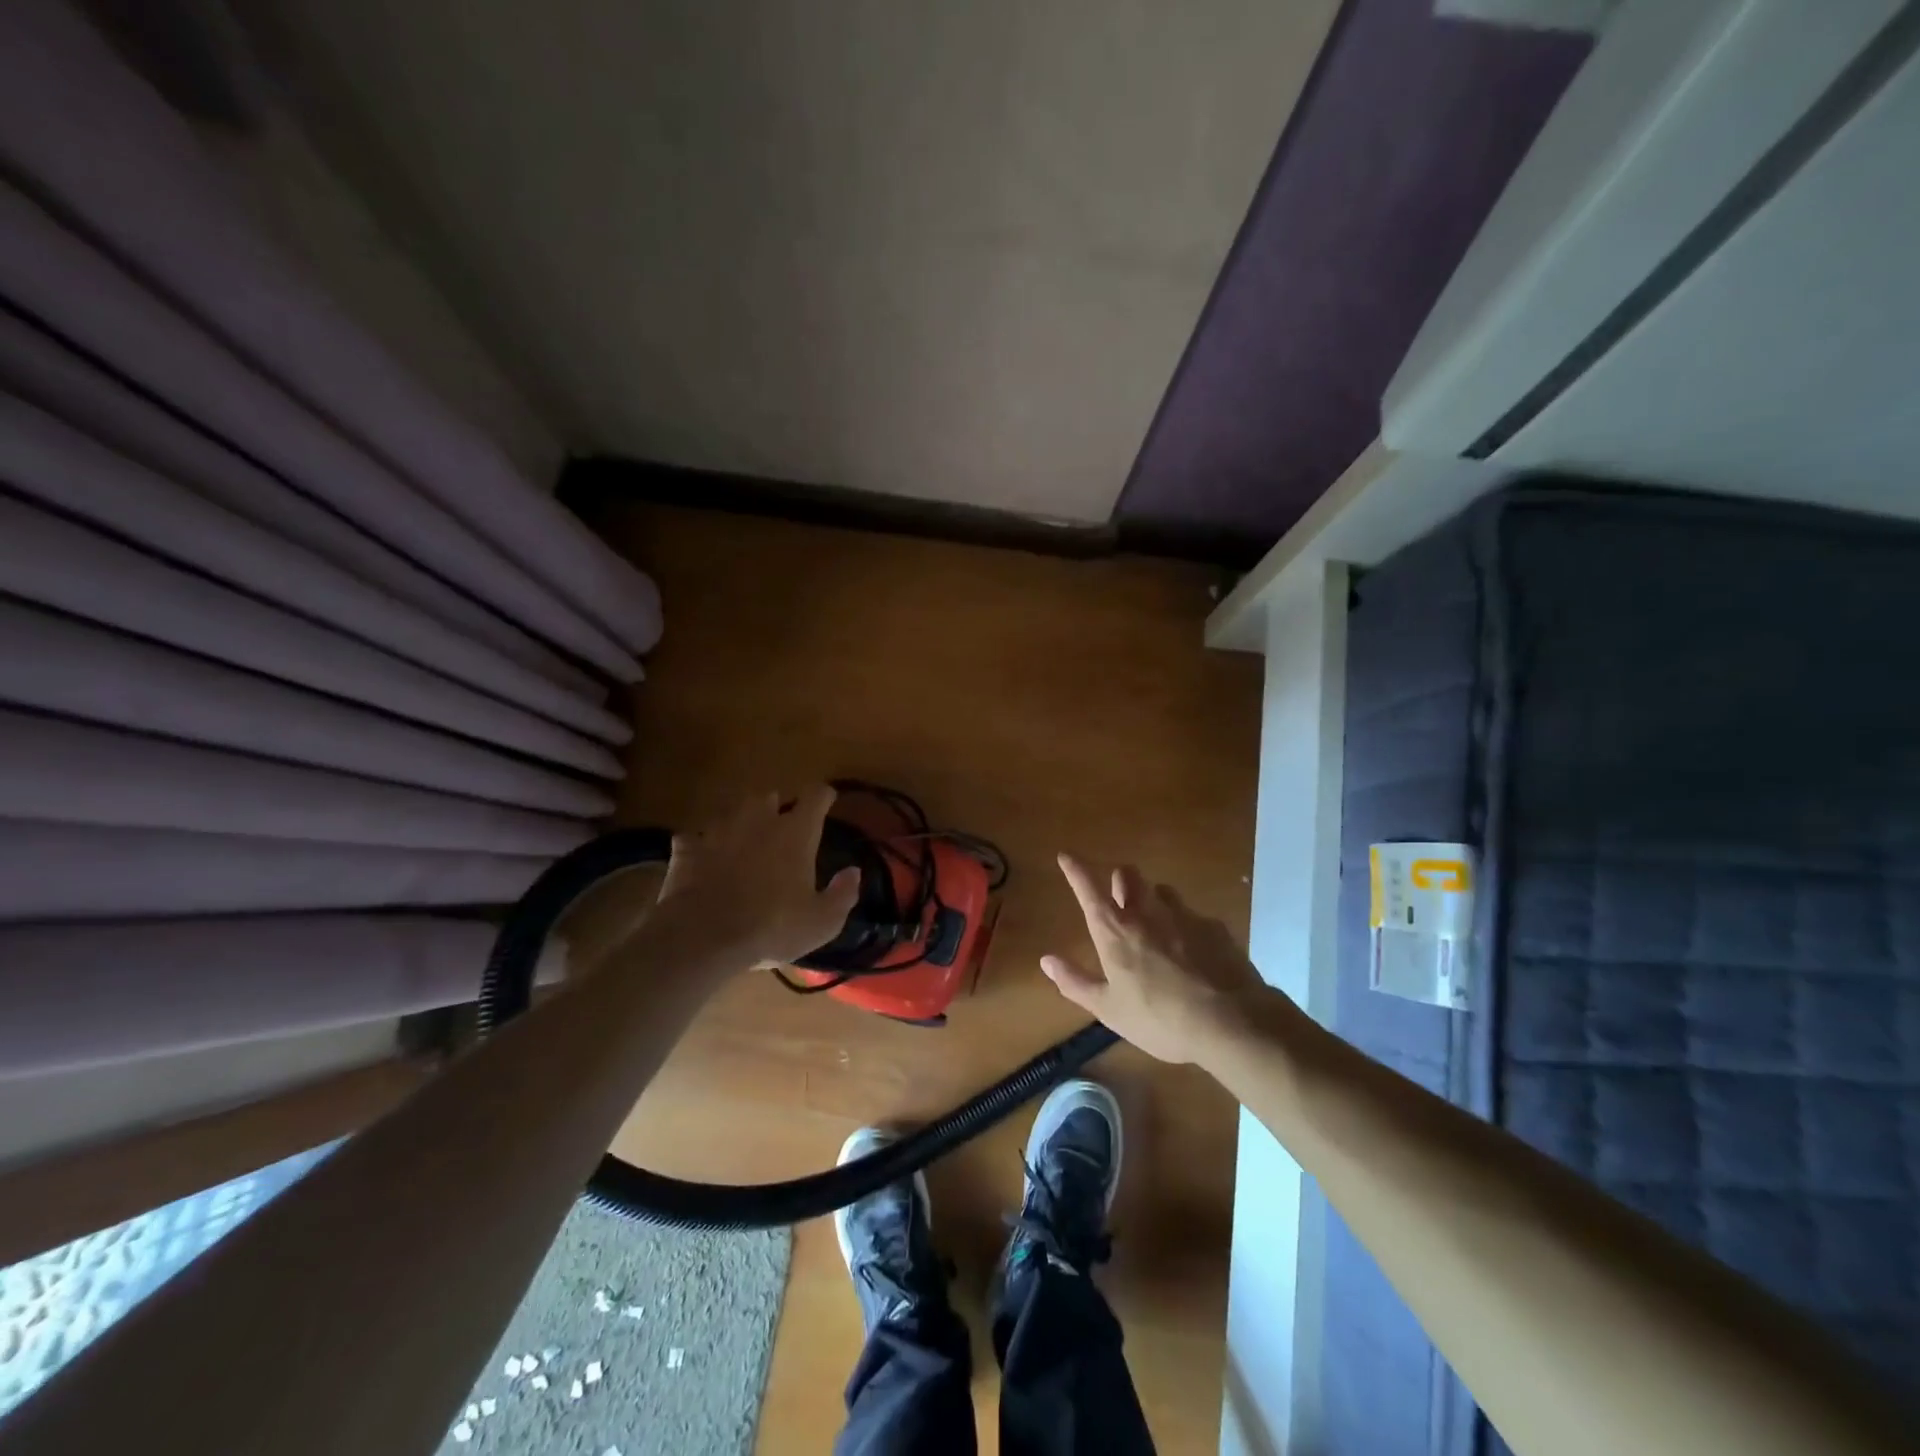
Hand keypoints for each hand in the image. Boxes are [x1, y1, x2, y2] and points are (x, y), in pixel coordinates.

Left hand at [646, 787, 860, 970]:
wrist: (704, 937)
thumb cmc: (772, 927)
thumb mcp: (821, 922)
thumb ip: (842, 894)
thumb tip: (854, 871)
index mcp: (795, 833)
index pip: (815, 796)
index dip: (823, 796)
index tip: (827, 801)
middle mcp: (758, 821)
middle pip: (769, 796)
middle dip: (776, 807)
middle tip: (780, 826)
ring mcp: (719, 831)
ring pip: (731, 811)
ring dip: (740, 821)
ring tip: (743, 839)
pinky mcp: (688, 849)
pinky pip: (693, 838)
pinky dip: (699, 845)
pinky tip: (701, 859)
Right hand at [1042, 854, 1267, 1064]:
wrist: (1231, 1022)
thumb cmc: (1160, 1019)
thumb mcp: (1109, 1010)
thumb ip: (1076, 982)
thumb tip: (1047, 961)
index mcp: (1115, 931)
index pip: (1088, 889)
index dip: (1075, 869)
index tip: (1066, 855)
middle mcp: (1147, 912)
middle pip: (1128, 875)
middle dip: (1120, 880)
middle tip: (1119, 898)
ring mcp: (1184, 915)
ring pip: (1162, 890)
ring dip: (1152, 899)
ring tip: (1156, 926)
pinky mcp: (1214, 927)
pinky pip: (1193, 915)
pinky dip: (1185, 926)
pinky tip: (1193, 952)